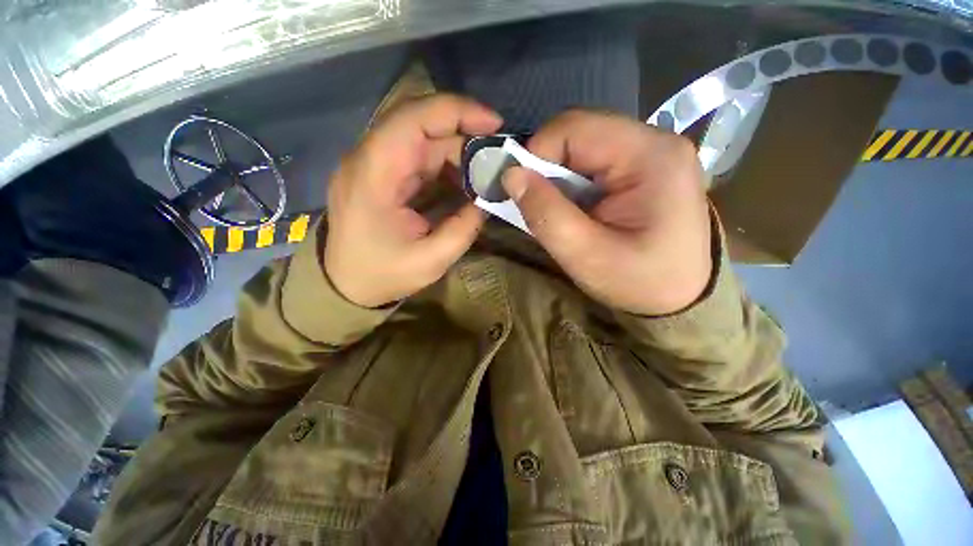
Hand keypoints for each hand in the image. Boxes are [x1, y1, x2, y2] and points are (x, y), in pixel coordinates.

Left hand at [324, 95, 502, 307]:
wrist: (345, 285)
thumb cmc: (382, 275)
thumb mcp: (431, 260)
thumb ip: (464, 227)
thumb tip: (486, 199)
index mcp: (373, 174)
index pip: (413, 118)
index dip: (457, 111)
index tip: (495, 124)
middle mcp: (369, 158)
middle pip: (419, 123)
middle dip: (464, 133)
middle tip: (497, 155)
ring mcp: (374, 164)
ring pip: (421, 138)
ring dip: (457, 150)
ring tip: (485, 170)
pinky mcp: (382, 175)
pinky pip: (418, 156)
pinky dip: (445, 163)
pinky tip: (464, 178)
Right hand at [501, 110, 711, 315]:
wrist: (682, 298)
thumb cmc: (639, 282)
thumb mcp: (585, 256)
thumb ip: (545, 214)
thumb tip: (510, 175)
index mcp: (650, 155)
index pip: (574, 128)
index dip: (536, 154)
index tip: (521, 190)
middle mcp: (656, 141)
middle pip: (580, 133)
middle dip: (547, 166)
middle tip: (538, 204)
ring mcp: (653, 152)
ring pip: (584, 147)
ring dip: (559, 176)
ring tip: (559, 210)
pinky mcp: (645, 167)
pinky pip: (595, 162)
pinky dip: (573, 182)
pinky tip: (576, 208)